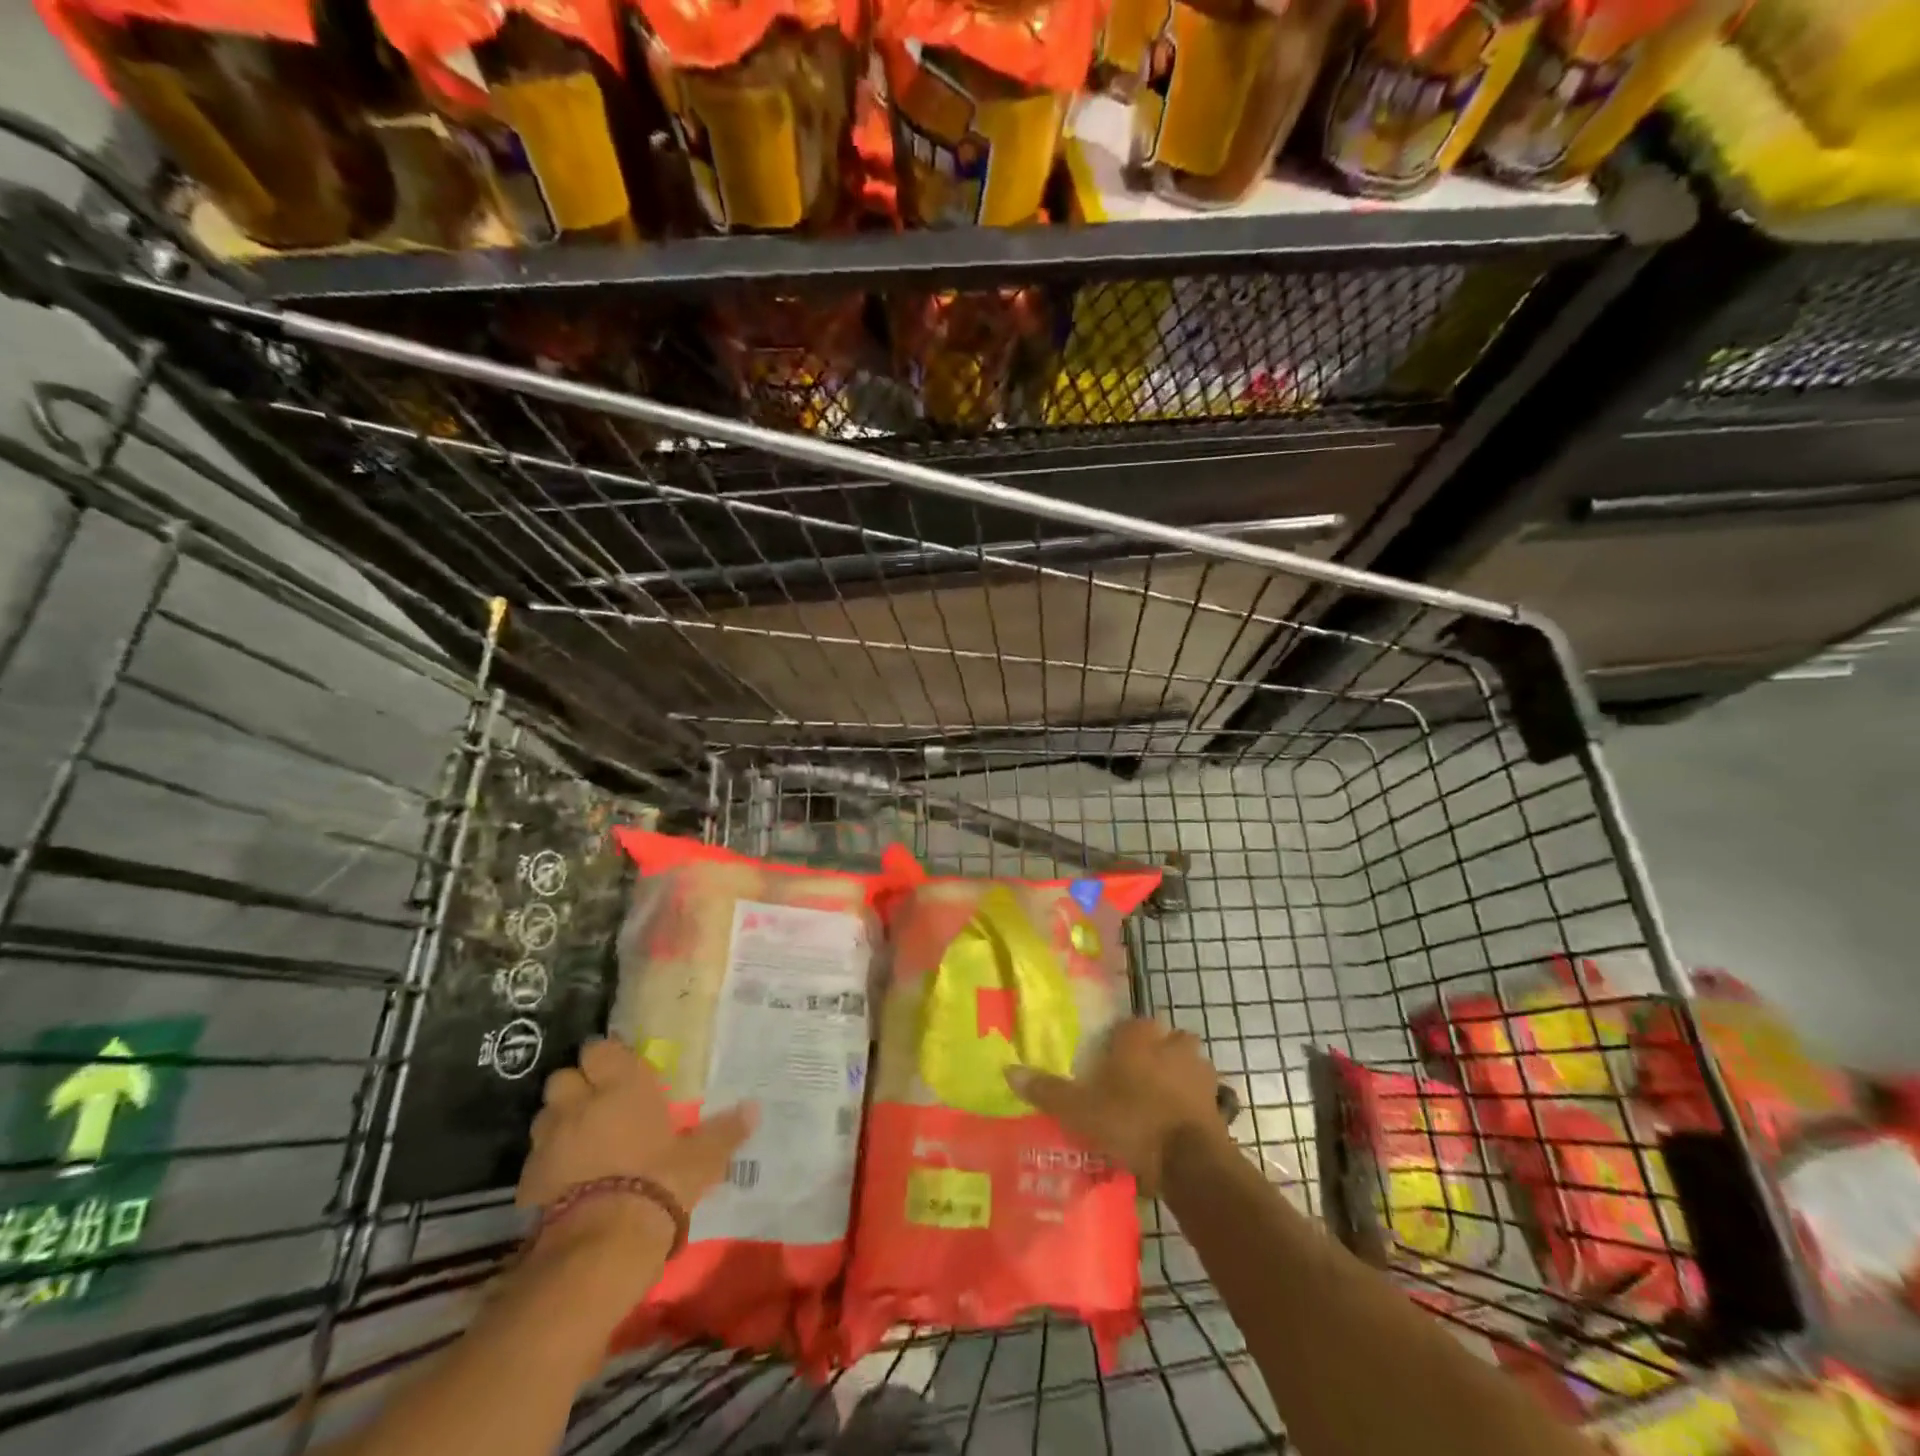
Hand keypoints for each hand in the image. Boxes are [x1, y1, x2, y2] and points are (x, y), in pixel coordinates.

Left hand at [518, 1039, 757, 1223]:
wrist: (603, 1242)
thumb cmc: (661, 1181)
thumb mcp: (702, 1158)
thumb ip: (724, 1131)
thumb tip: (755, 1109)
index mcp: (623, 1086)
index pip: (600, 1049)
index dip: (607, 1058)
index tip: (619, 1071)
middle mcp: (582, 1102)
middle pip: (564, 1077)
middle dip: (576, 1087)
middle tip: (598, 1104)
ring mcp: (550, 1140)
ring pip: (545, 1115)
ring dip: (559, 1122)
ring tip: (581, 1141)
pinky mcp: (529, 1180)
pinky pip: (535, 1159)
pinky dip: (547, 1164)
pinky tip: (566, 1180)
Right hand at [1005, 1018, 1227, 1195]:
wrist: (1190, 1161)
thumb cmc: (1130, 1121)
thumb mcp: (1079, 1109)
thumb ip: (1047, 1089)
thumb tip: (1008, 1070)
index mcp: (1138, 1036)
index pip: (1128, 1025)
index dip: (1118, 1042)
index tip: (1107, 1064)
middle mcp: (1171, 1043)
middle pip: (1161, 1039)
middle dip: (1152, 1054)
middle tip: (1133, 1082)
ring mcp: (1199, 1070)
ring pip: (1185, 1063)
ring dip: (1175, 1076)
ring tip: (1156, 1104)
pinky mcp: (1218, 1101)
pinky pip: (1201, 1094)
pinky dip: (1191, 1104)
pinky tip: (1176, 1125)